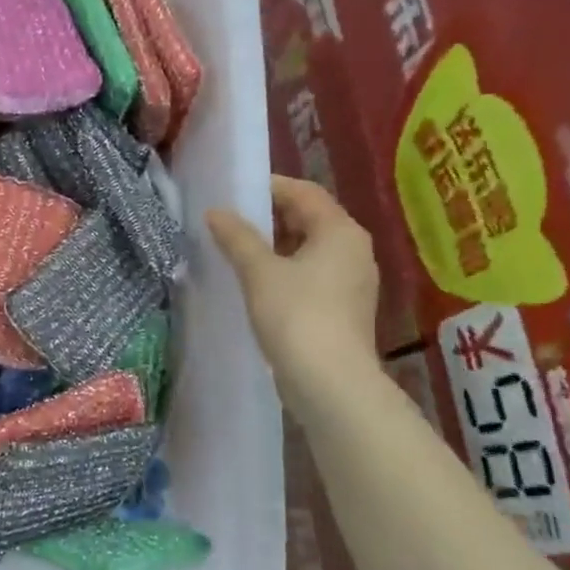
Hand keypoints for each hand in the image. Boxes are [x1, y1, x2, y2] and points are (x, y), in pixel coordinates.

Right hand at [207, 177, 381, 420]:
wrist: (329, 382)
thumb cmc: (296, 316)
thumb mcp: (259, 272)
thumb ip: (237, 237)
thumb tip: (215, 212)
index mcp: (340, 231)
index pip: (303, 193)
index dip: (268, 187)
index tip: (232, 192)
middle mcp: (354, 250)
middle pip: (309, 219)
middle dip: (269, 217)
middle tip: (229, 221)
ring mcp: (352, 282)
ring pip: (309, 249)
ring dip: (274, 245)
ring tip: (235, 250)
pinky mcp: (342, 309)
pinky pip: (311, 275)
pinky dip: (284, 270)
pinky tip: (256, 283)